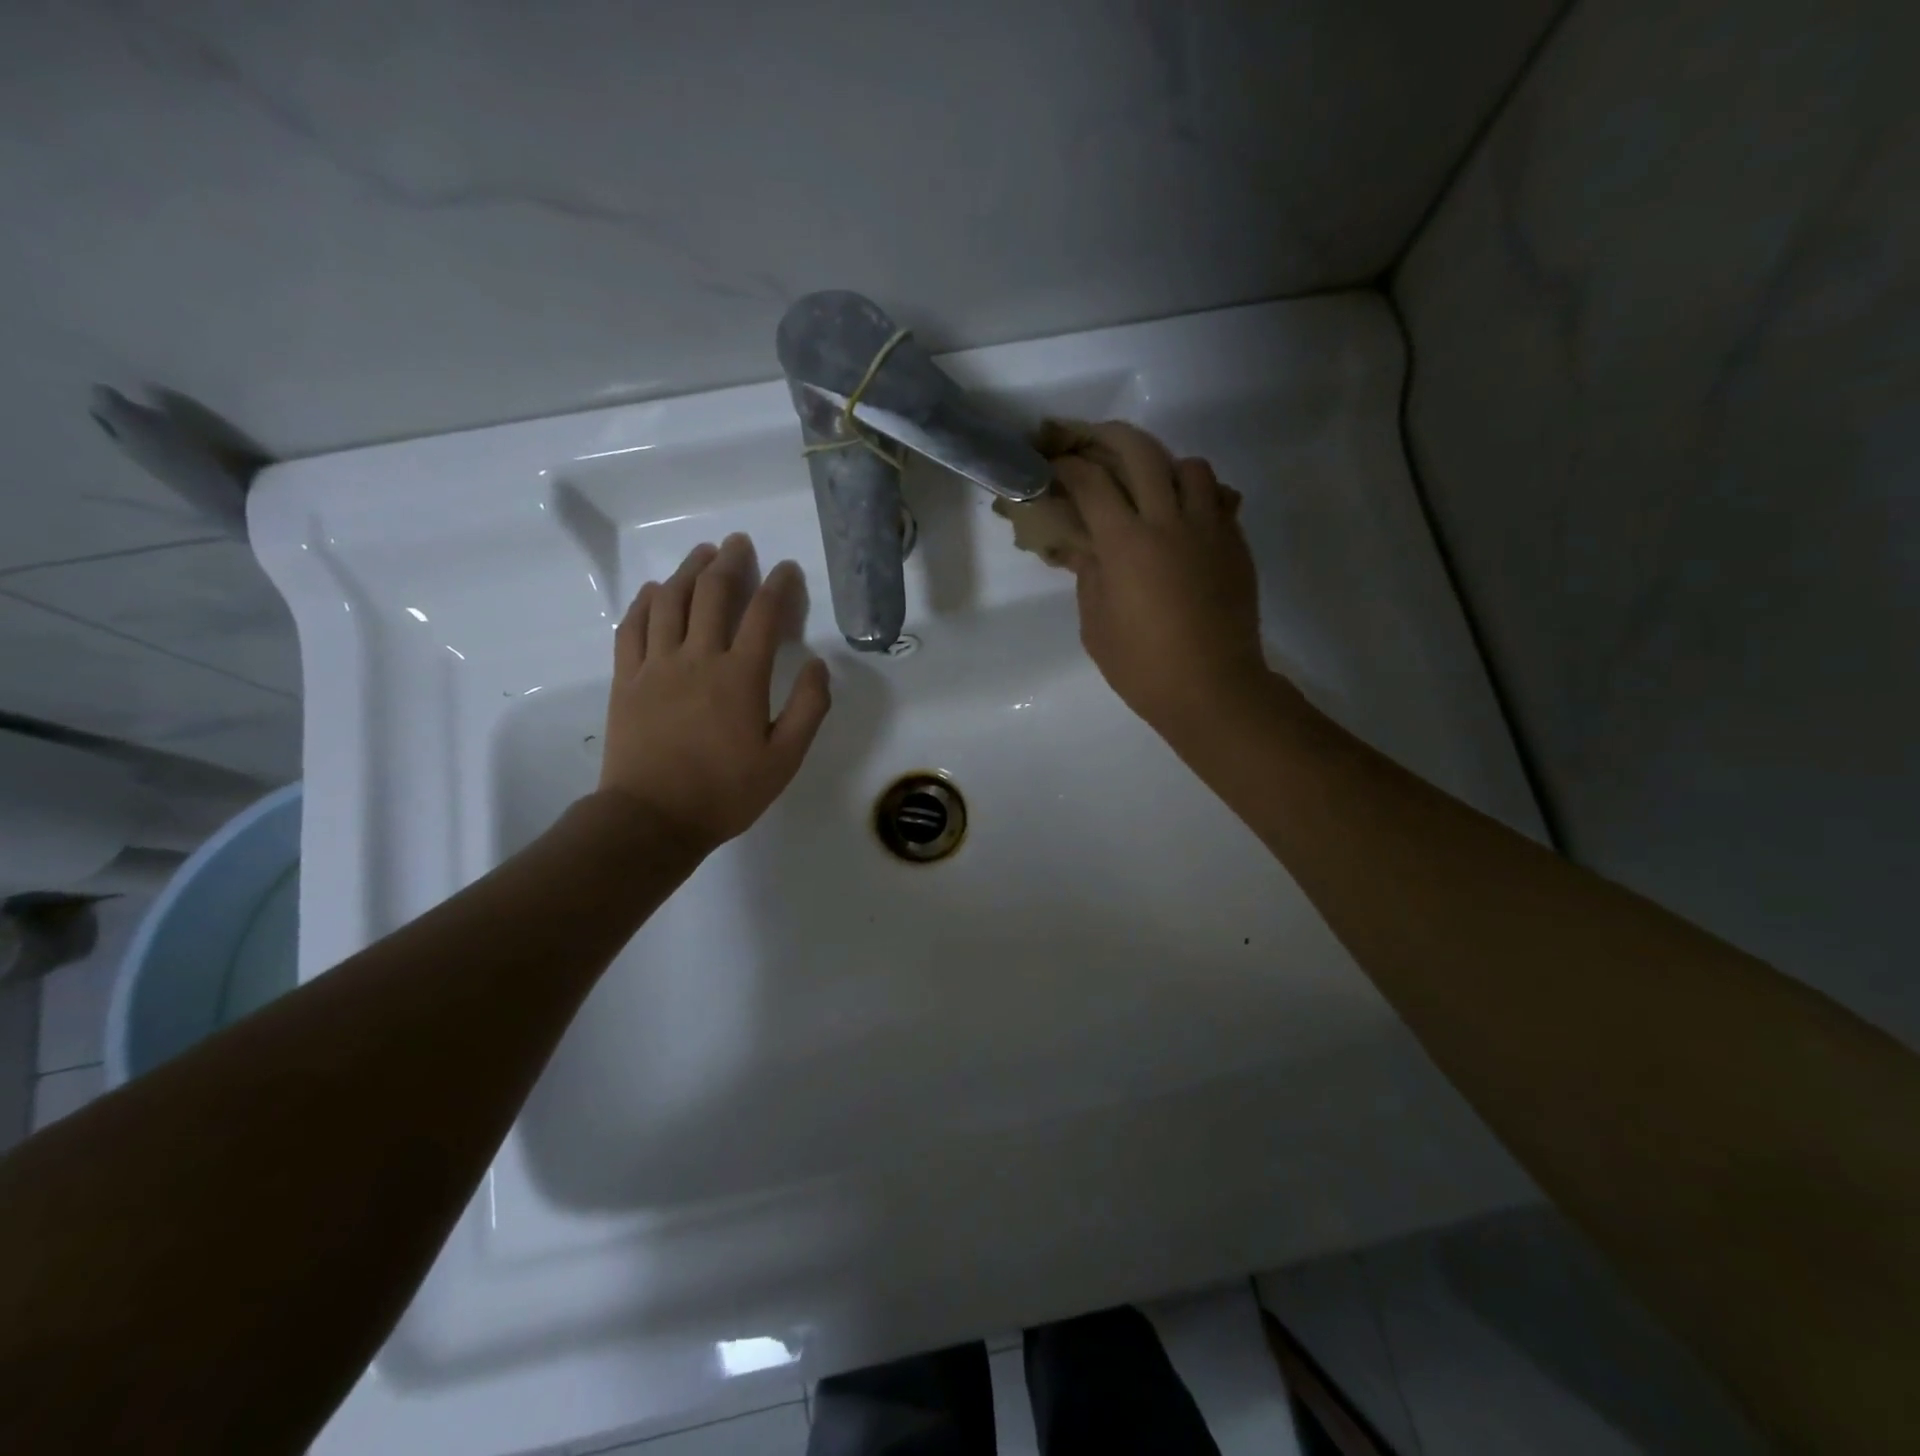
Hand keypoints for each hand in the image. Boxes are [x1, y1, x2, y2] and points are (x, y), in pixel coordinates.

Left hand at [598, 535, 830, 853]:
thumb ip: (808, 708)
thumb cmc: (725, 793)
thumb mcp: (785, 759)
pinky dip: (646, 601)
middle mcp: (698, 658)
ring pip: (671, 600)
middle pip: (713, 593)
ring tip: (702, 554)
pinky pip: (633, 626)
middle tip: (739, 543)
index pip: (764, 614)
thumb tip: (820, 664)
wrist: (652, 819)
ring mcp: (656, 665)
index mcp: (741, 677)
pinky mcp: (626, 678)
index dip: (780, 585)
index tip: (788, 569)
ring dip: (689, 570)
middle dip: (730, 562)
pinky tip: (656, 591)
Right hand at [1049, 421, 1273, 743]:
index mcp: (1126, 544)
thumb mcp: (1096, 624)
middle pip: (1140, 451)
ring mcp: (1208, 527)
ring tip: (1147, 484)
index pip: (1091, 482)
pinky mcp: (1234, 541)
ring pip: (1188, 465)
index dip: (1067, 466)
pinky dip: (1197, 494)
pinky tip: (1183, 515)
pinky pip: (1218, 497)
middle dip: (1109, 437)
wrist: (1212, 687)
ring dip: (1162, 465)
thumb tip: (1085, 546)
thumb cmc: (1142, 666)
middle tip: (1091, 443)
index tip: (1052, 464)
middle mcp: (1168, 521)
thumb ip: (1089, 575)